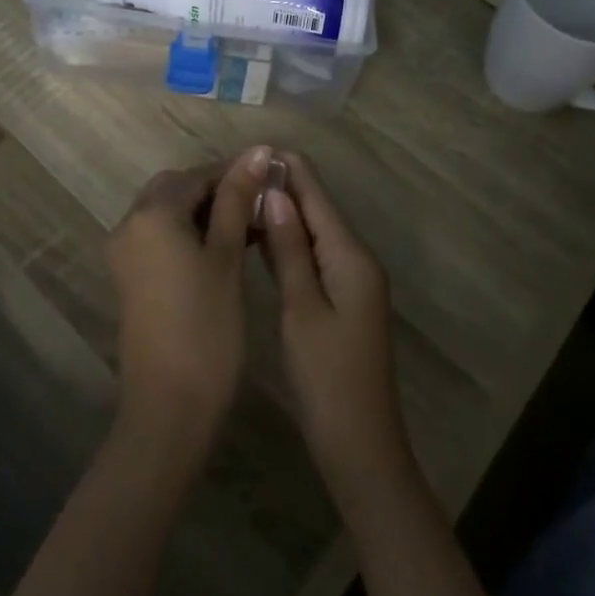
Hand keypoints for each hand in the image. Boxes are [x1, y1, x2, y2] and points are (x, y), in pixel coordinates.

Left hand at [106, 146, 270, 461]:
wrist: (168, 407)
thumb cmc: (206, 327)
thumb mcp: (227, 258)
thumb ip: (238, 200)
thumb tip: (256, 151)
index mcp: (151, 214)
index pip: (197, 174)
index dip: (234, 173)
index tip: (271, 177)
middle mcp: (129, 225)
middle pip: (176, 189)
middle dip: (217, 190)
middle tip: (260, 206)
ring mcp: (125, 253)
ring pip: (167, 213)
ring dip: (205, 212)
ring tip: (251, 228)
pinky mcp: (130, 278)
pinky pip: (160, 238)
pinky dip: (189, 234)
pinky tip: (225, 250)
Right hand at [258, 151, 413, 501]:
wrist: (360, 445)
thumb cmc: (327, 377)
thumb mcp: (302, 309)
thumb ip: (289, 248)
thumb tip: (273, 192)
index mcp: (351, 255)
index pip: (317, 195)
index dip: (287, 168)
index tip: (250, 150)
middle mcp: (356, 259)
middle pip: (317, 208)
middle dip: (281, 187)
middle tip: (234, 175)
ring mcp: (351, 280)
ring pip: (314, 231)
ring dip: (282, 213)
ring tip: (239, 196)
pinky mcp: (342, 300)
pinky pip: (314, 255)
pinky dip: (289, 242)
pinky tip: (260, 237)